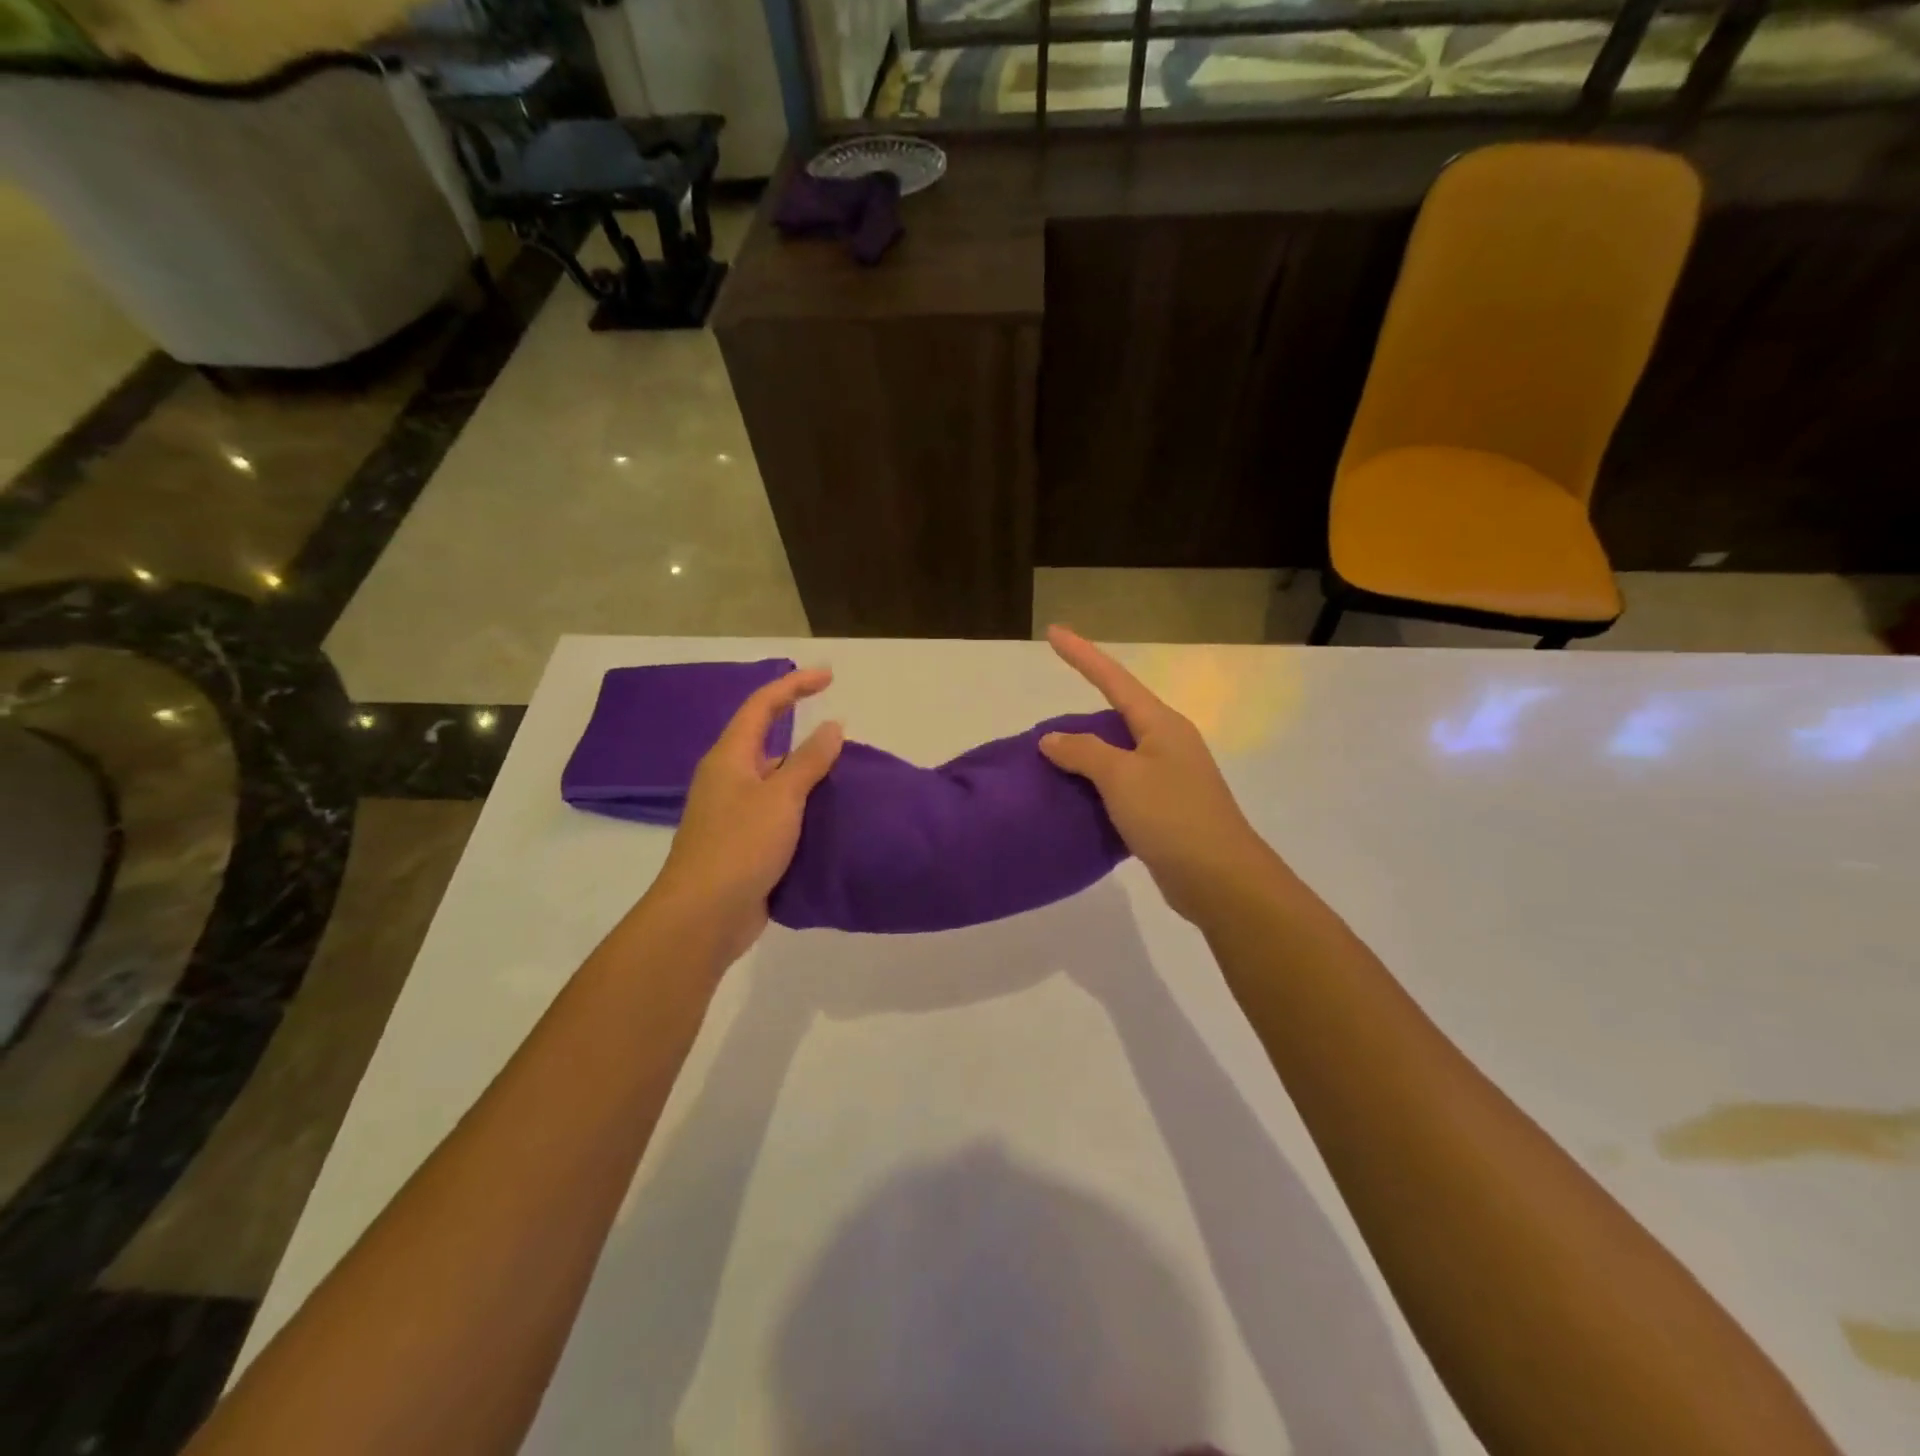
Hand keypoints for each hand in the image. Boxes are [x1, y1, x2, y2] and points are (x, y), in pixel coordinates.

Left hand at [649, 667, 843, 963]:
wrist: (704, 916)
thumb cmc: (740, 846)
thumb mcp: (781, 797)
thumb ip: (809, 760)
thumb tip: (832, 725)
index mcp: (730, 757)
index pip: (762, 706)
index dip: (794, 685)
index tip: (829, 676)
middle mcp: (729, 779)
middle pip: (769, 743)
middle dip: (805, 736)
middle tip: (846, 741)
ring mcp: (734, 814)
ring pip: (776, 783)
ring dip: (808, 778)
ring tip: (848, 780)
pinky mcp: (744, 845)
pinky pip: (779, 815)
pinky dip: (804, 811)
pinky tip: (830, 820)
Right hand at [1040, 626, 1277, 923]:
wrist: (1220, 879)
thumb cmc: (1172, 816)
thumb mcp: (1122, 778)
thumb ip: (1084, 752)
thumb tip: (1052, 739)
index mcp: (1161, 725)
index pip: (1114, 680)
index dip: (1083, 656)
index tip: (1054, 632)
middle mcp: (1168, 743)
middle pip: (1118, 715)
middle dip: (1083, 712)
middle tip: (1046, 720)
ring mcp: (1169, 777)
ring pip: (1119, 753)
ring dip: (1088, 754)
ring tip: (1052, 757)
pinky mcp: (1165, 809)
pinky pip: (1122, 786)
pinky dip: (1097, 786)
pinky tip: (1075, 796)